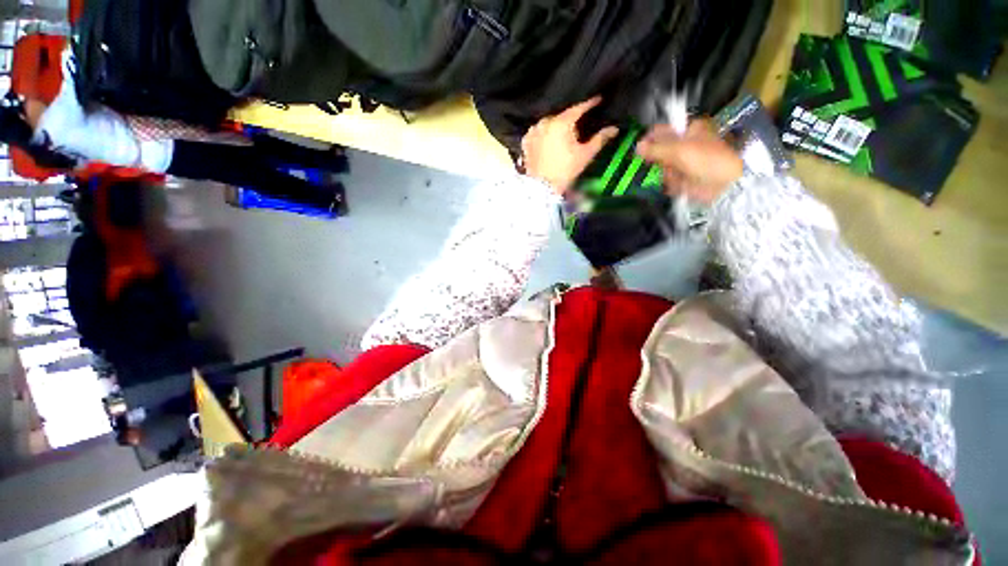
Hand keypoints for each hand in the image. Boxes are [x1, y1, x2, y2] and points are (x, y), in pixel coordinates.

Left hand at [521, 97, 619, 194]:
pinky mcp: (526, 141)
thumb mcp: (585, 155)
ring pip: (548, 123)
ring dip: (556, 126)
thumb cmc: (565, 171)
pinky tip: (548, 140)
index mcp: (561, 122)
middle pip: (562, 116)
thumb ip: (600, 139)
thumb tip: (614, 128)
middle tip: (579, 125)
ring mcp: (533, 131)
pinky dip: (544, 134)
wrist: (541, 188)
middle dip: (571, 119)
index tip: (598, 100)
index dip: (590, 104)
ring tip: (563, 134)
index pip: (578, 108)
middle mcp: (545, 122)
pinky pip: (537, 132)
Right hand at [635, 120, 743, 203]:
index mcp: (689, 130)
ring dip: (664, 172)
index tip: (640, 147)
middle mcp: (685, 145)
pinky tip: (676, 183)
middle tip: (659, 163)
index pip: (663, 130)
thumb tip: (637, 147)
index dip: (651, 137)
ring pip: (662, 166)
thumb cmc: (707, 160)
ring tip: (675, 175)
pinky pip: (667, 180)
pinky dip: (668, 183)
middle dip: (657, 159)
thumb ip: (656, 148)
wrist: (723, 184)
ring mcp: (683, 163)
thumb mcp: (679, 150)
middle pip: (660, 150)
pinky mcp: (682, 178)